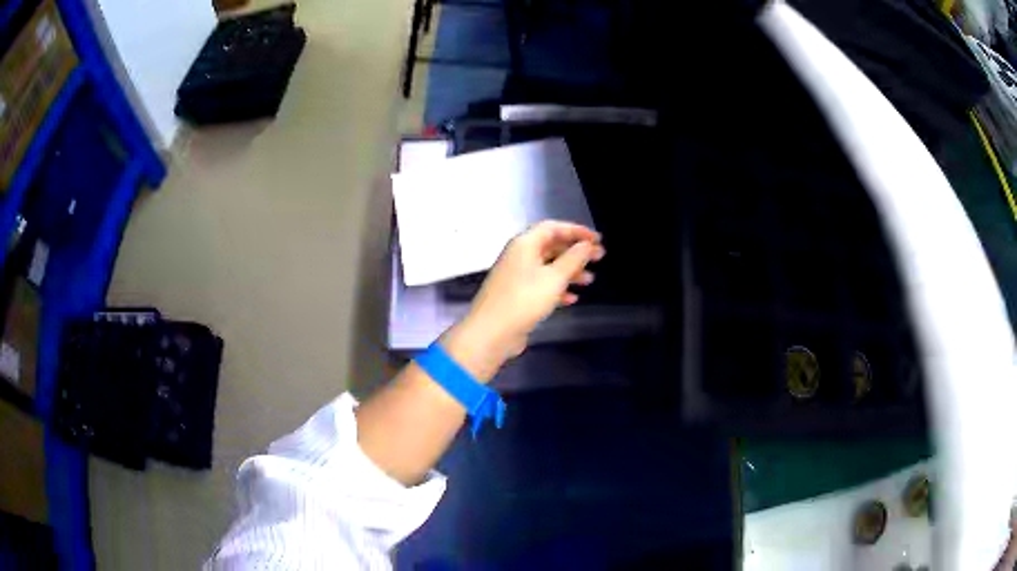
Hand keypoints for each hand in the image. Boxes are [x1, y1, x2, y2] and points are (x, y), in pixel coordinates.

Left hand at [442, 220, 604, 380]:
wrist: (491, 333)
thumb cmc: (524, 299)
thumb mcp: (555, 278)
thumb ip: (573, 259)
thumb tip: (586, 245)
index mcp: (524, 244)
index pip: (553, 227)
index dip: (576, 231)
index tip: (597, 239)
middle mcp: (519, 256)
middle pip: (551, 246)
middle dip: (576, 252)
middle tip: (599, 258)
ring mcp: (516, 276)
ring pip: (548, 267)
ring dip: (569, 272)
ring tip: (590, 281)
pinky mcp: (517, 296)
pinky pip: (541, 285)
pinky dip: (557, 289)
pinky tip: (572, 299)